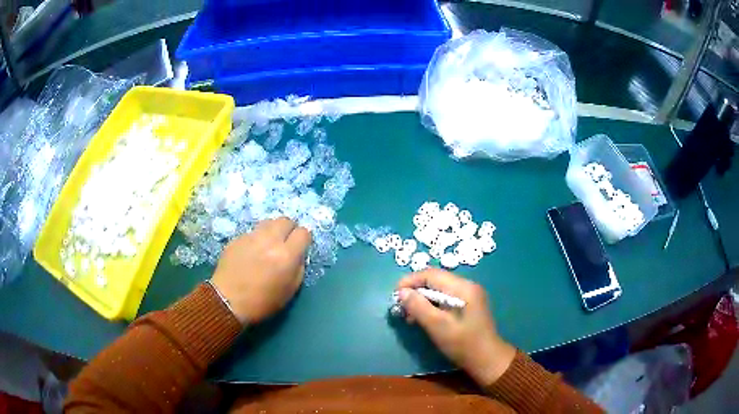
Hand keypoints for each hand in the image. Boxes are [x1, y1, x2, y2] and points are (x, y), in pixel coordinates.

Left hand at [211, 217, 310, 324]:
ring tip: (268, 245)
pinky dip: (256, 239)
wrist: (228, 301)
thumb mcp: (290, 291)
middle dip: (289, 230)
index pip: (303, 233)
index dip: (303, 239)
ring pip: (268, 222)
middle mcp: (270, 240)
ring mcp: (251, 237)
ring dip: (272, 231)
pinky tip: (251, 252)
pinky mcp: (237, 238)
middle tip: (285, 243)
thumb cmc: (262, 302)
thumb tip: (298, 255)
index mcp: (286, 256)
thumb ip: (298, 268)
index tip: (299, 248)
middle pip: (286, 220)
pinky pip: (252, 232)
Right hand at [397, 269, 515, 386]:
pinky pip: (445, 298)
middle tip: (401, 308)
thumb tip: (401, 292)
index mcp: (463, 287)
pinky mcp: (468, 305)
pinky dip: (431, 306)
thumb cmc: (463, 344)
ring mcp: (469, 295)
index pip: (431, 274)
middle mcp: (467, 286)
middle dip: (415, 291)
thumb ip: (419, 307)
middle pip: (435, 280)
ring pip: (439, 290)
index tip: (394, 295)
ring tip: (410, 317)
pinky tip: (423, 318)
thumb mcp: (438, 326)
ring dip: (422, 300)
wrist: (487, 360)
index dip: (410, 281)